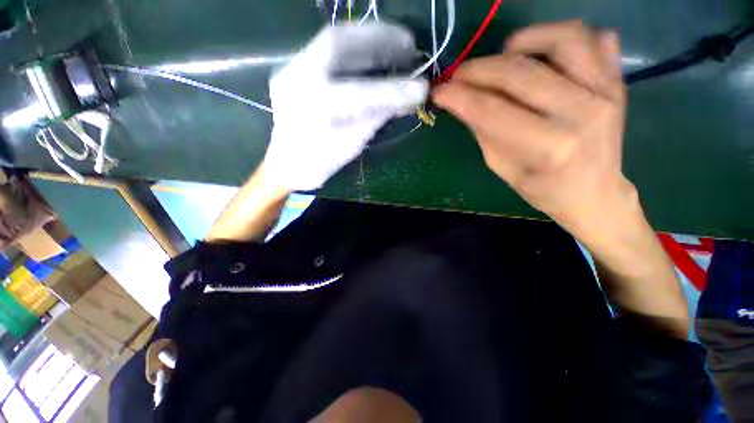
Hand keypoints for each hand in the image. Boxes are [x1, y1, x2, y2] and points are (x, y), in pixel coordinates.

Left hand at [264, 23, 428, 190]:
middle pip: (338, 44)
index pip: (358, 94)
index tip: (420, 88)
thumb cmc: (319, 162)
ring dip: (369, 40)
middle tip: (409, 43)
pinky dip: (355, 50)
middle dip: (379, 39)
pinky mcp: (294, 69)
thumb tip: (406, 98)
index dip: (392, 90)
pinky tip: (374, 54)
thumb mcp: (351, 144)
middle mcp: (297, 80)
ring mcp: (291, 70)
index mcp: (312, 110)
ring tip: (397, 45)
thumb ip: (376, 117)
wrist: (287, 165)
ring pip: (333, 42)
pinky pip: (327, 52)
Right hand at [434, 21, 632, 243]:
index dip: (459, 96)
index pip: (492, 110)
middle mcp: (581, 113)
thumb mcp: (501, 166)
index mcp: (548, 148)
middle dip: (478, 69)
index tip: (438, 91)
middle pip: (520, 72)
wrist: (593, 192)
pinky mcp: (617, 81)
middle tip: (458, 76)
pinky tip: (541, 53)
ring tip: (503, 56)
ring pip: (563, 38)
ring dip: (523, 41)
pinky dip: (562, 36)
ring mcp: (606, 91)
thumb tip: (460, 100)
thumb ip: (482, 129)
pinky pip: (594, 37)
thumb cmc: (541, 188)